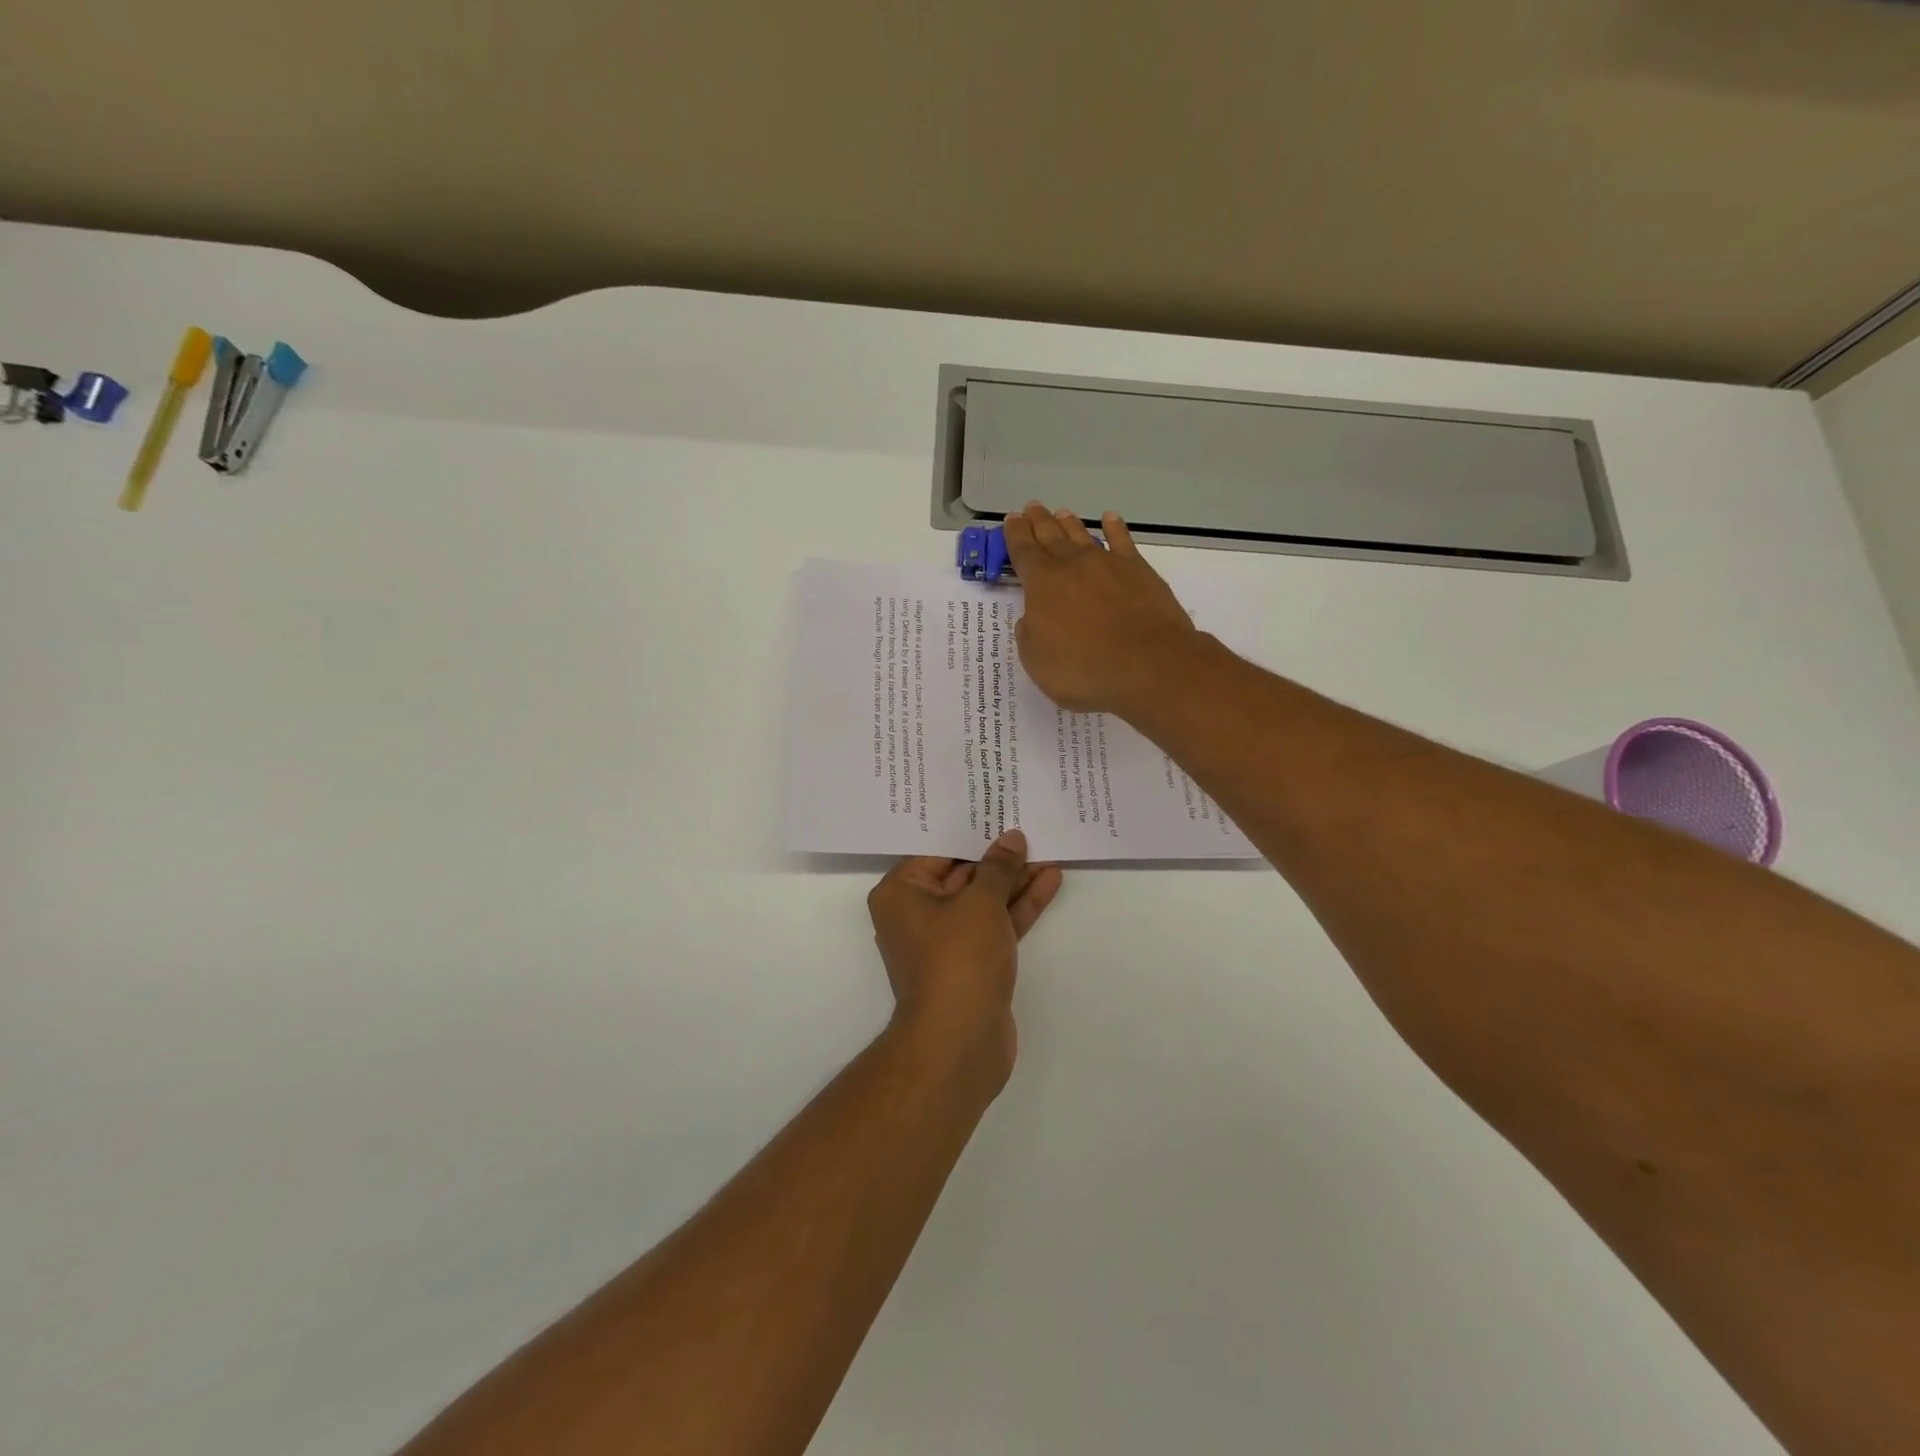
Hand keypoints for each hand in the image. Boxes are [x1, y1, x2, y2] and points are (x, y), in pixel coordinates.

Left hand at [867, 830, 1063, 1088]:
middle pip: (961, 873)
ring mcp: (945, 940)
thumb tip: (1011, 839)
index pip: (937, 850)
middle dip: (997, 854)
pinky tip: (1049, 880)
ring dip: (1014, 879)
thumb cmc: (958, 958)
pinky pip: (995, 923)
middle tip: (1028, 824)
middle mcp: (917, 913)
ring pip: (983, 899)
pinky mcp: (972, 961)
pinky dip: (1018, 905)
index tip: (996, 808)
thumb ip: (999, 867)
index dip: (969, 829)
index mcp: (901, 892)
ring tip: (1048, 850)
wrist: (960, 1041)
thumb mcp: (980, 903)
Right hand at [1001, 501, 1199, 715]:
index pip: (1023, 551)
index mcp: (1042, 583)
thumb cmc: (1083, 668)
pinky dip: (1115, 528)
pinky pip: (1123, 541)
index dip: (1015, 535)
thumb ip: (1030, 634)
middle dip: (1039, 522)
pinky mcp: (1139, 571)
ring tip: (1061, 513)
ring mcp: (1108, 564)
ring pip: (1083, 535)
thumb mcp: (1037, 660)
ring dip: (1070, 524)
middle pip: (1051, 536)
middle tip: (1032, 508)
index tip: (1011, 519)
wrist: (1148, 664)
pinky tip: (1110, 519)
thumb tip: (1033, 619)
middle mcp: (1072, 565)